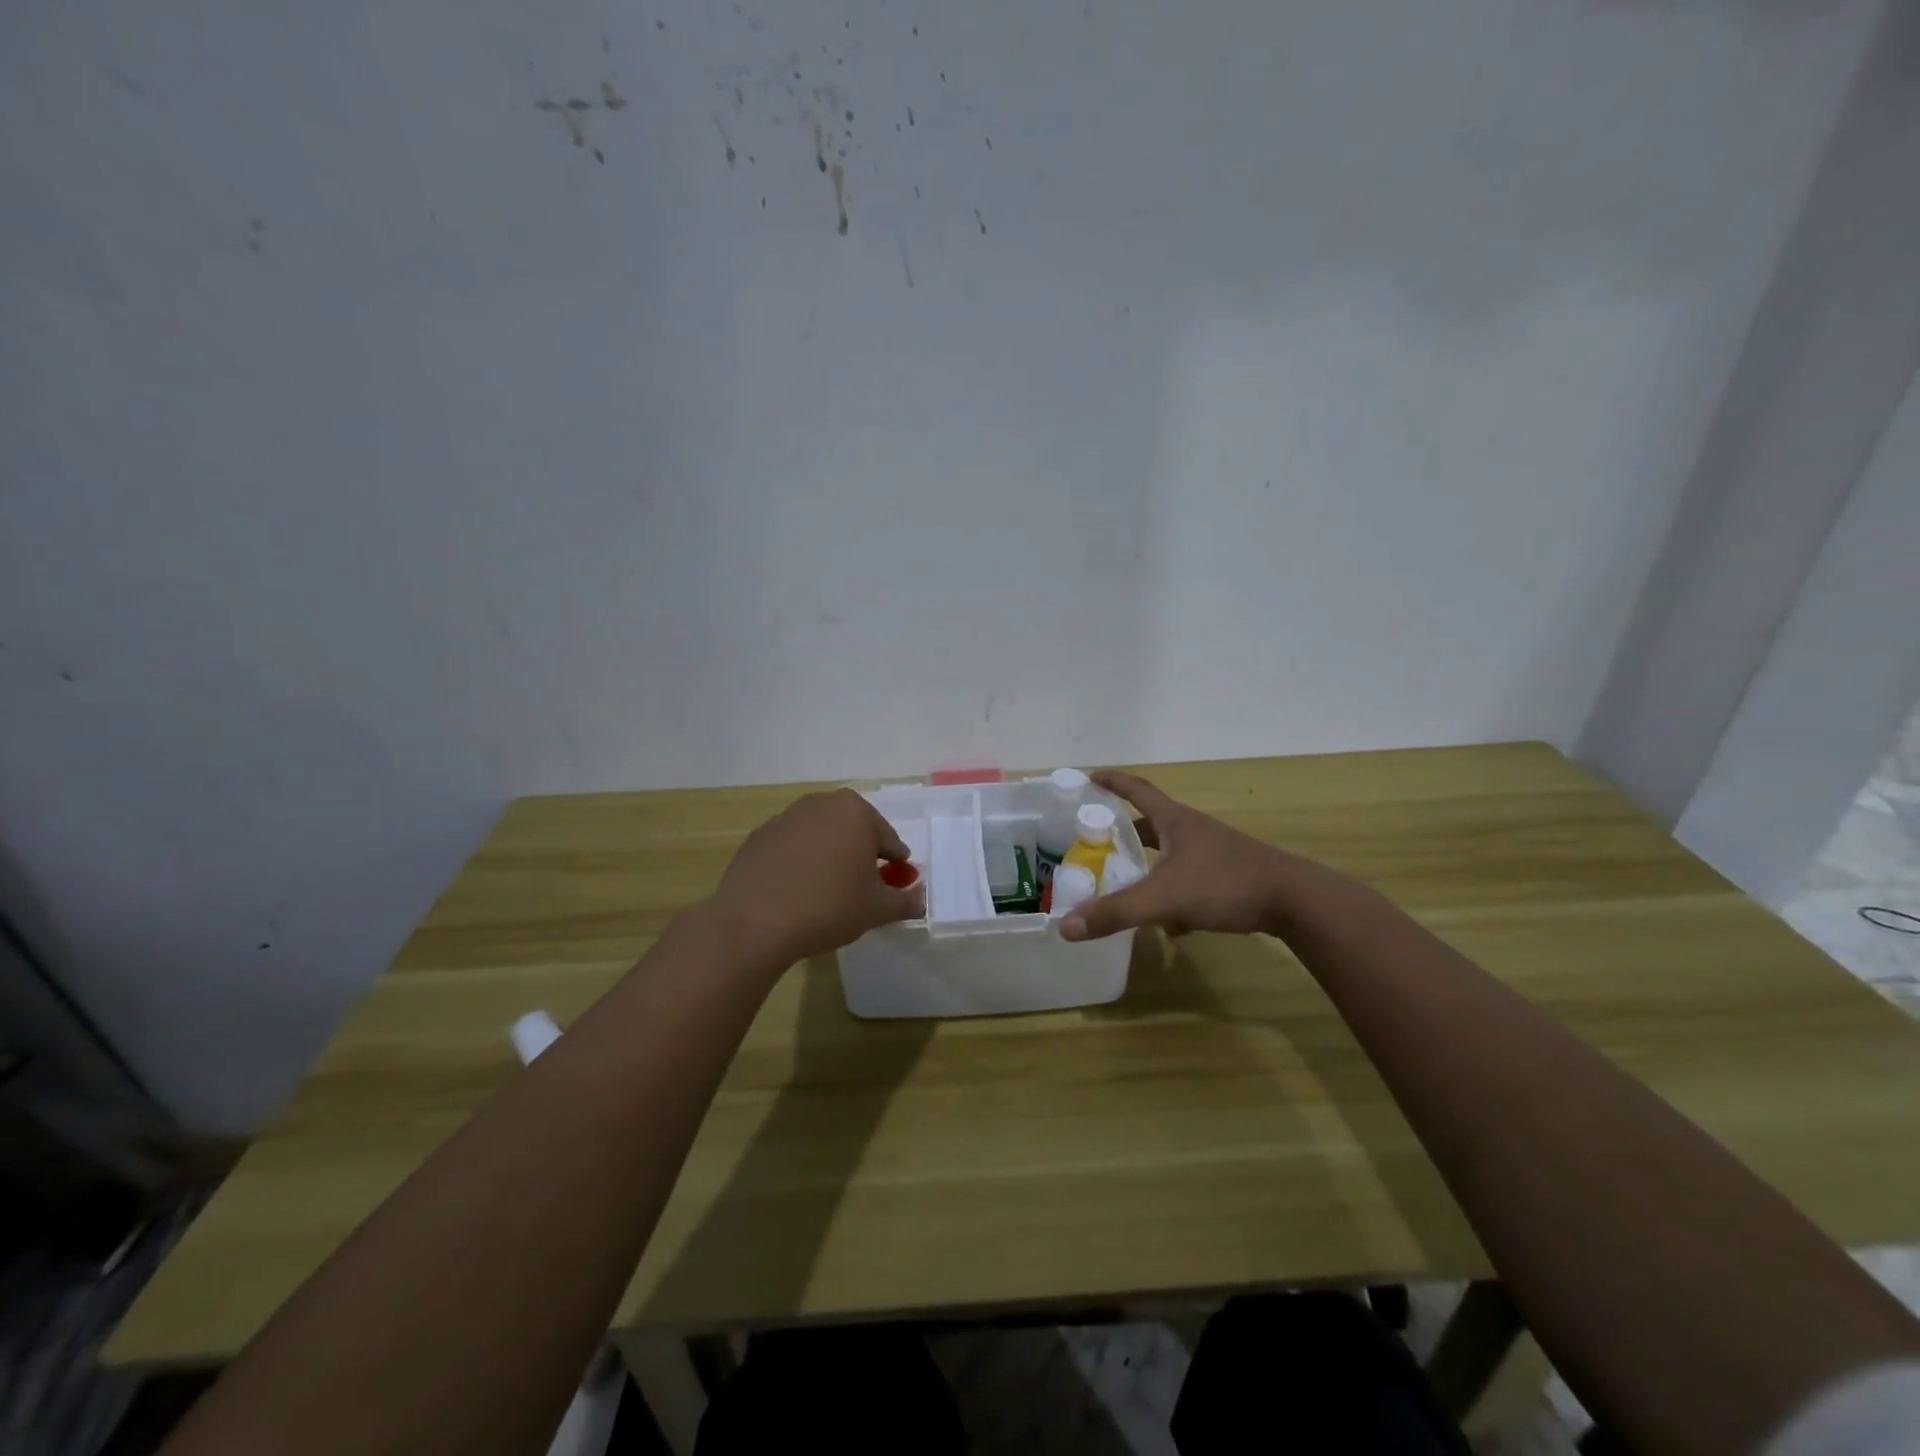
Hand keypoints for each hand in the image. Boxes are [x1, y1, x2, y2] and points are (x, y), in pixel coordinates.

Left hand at [709, 789, 926, 964]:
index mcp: (855, 812)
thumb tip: (921, 900)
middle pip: (853, 829)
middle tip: (863, 887)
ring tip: (828, 890)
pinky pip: (791, 847)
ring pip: (821, 835)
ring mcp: (785, 817)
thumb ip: (905, 901)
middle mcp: (821, 804)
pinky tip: (796, 891)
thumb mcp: (877, 909)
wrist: (754, 922)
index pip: (887, 839)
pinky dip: (800, 862)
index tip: (894, 884)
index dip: (895, 864)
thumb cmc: (829, 907)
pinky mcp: (758, 836)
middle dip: (861, 854)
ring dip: (830, 855)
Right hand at [1061, 771, 1291, 941]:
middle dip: (1124, 833)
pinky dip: (1174, 896)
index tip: (1091, 777)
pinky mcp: (1228, 877)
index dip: (1113, 782)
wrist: (1295, 901)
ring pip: (1170, 856)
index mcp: (1175, 821)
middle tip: (1097, 842)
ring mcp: (1213, 853)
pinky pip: (1189, 880)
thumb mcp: (1164, 898)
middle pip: (1151, 824)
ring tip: (1127, 886)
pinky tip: (1172, 925)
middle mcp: (1193, 831)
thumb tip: (1066, 926)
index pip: (1137, 790)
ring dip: (1149, 868)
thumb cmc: (1225, 884)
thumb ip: (1116, 912)